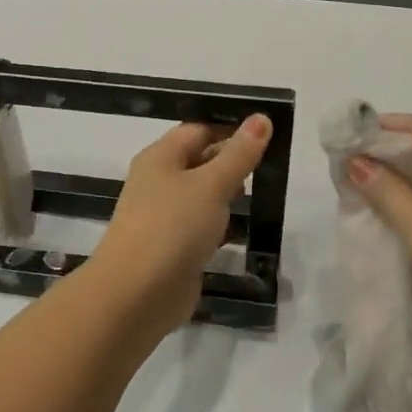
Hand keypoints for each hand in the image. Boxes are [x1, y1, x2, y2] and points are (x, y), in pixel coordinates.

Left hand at [91, 115, 273, 335]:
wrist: (137, 294)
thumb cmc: (173, 227)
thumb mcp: (212, 184)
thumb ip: (239, 154)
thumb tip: (261, 117)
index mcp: (161, 157)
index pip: (199, 130)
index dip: (231, 128)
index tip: (268, 132)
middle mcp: (159, 181)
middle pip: (201, 161)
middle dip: (234, 163)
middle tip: (274, 165)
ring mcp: (165, 216)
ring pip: (203, 196)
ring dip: (230, 197)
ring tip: (267, 194)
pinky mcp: (174, 248)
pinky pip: (203, 227)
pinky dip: (223, 227)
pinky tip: (247, 230)